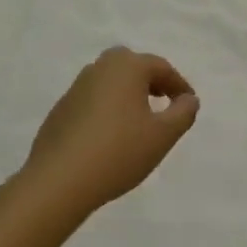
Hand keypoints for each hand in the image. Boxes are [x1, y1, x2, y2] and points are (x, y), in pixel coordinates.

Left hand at [20, 49, 199, 220]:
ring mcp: (76, 88)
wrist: (58, 181)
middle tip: (163, 101)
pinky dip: (107, 108)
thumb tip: (188, 99)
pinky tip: (110, 135)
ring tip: (139, 120)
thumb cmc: (119, 152)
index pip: (161, 67)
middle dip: (151, 81)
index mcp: (127, 66)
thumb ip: (183, 113)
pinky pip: (93, 100)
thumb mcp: (163, 136)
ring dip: (128, 93)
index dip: (179, 85)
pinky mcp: (60, 109)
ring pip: (110, 82)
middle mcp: (100, 68)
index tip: (189, 104)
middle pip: (132, 66)